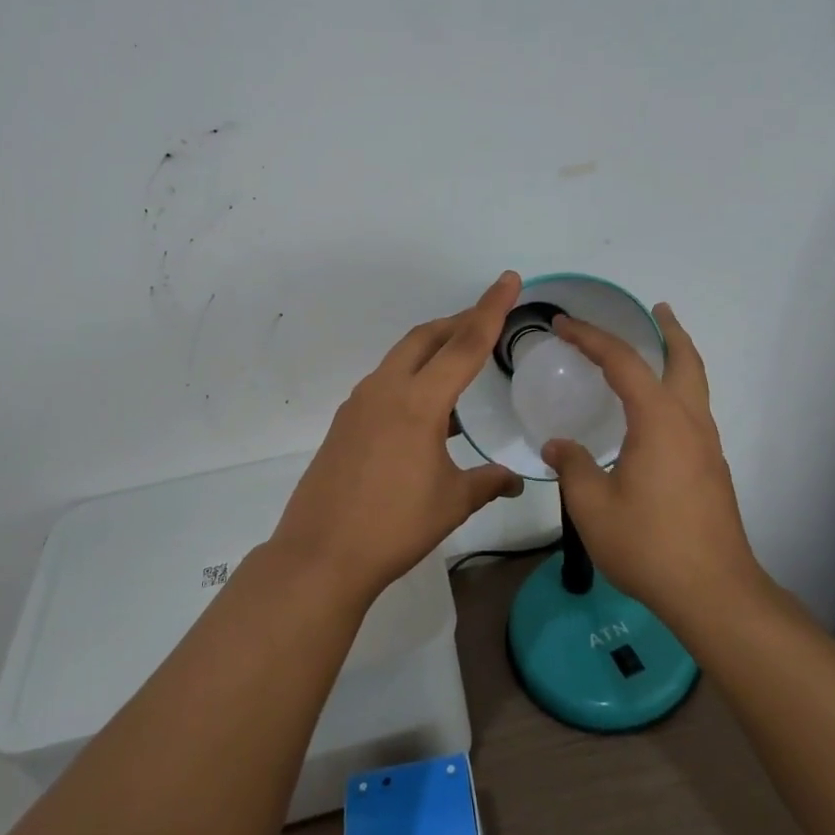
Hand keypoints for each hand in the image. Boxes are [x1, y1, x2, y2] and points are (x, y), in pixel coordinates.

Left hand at [270, 271, 526, 600]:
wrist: (320, 555)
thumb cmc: (394, 527)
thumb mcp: (451, 503)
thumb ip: (487, 482)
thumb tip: (514, 480)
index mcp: (418, 402)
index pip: (465, 344)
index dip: (491, 309)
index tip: (508, 280)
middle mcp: (385, 390)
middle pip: (426, 338)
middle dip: (458, 322)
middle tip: (487, 320)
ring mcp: (359, 404)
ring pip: (401, 358)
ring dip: (432, 350)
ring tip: (460, 364)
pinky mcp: (344, 422)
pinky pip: (384, 383)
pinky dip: (411, 378)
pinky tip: (426, 410)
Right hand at [541, 304, 761, 621]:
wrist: (713, 592)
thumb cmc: (649, 544)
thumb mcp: (593, 506)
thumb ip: (572, 466)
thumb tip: (558, 445)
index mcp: (658, 421)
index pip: (623, 363)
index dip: (591, 338)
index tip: (563, 324)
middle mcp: (689, 423)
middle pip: (685, 361)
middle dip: (670, 331)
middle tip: (656, 310)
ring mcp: (707, 447)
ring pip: (696, 387)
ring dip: (678, 360)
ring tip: (657, 352)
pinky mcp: (711, 470)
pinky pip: (694, 412)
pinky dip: (678, 392)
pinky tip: (655, 416)